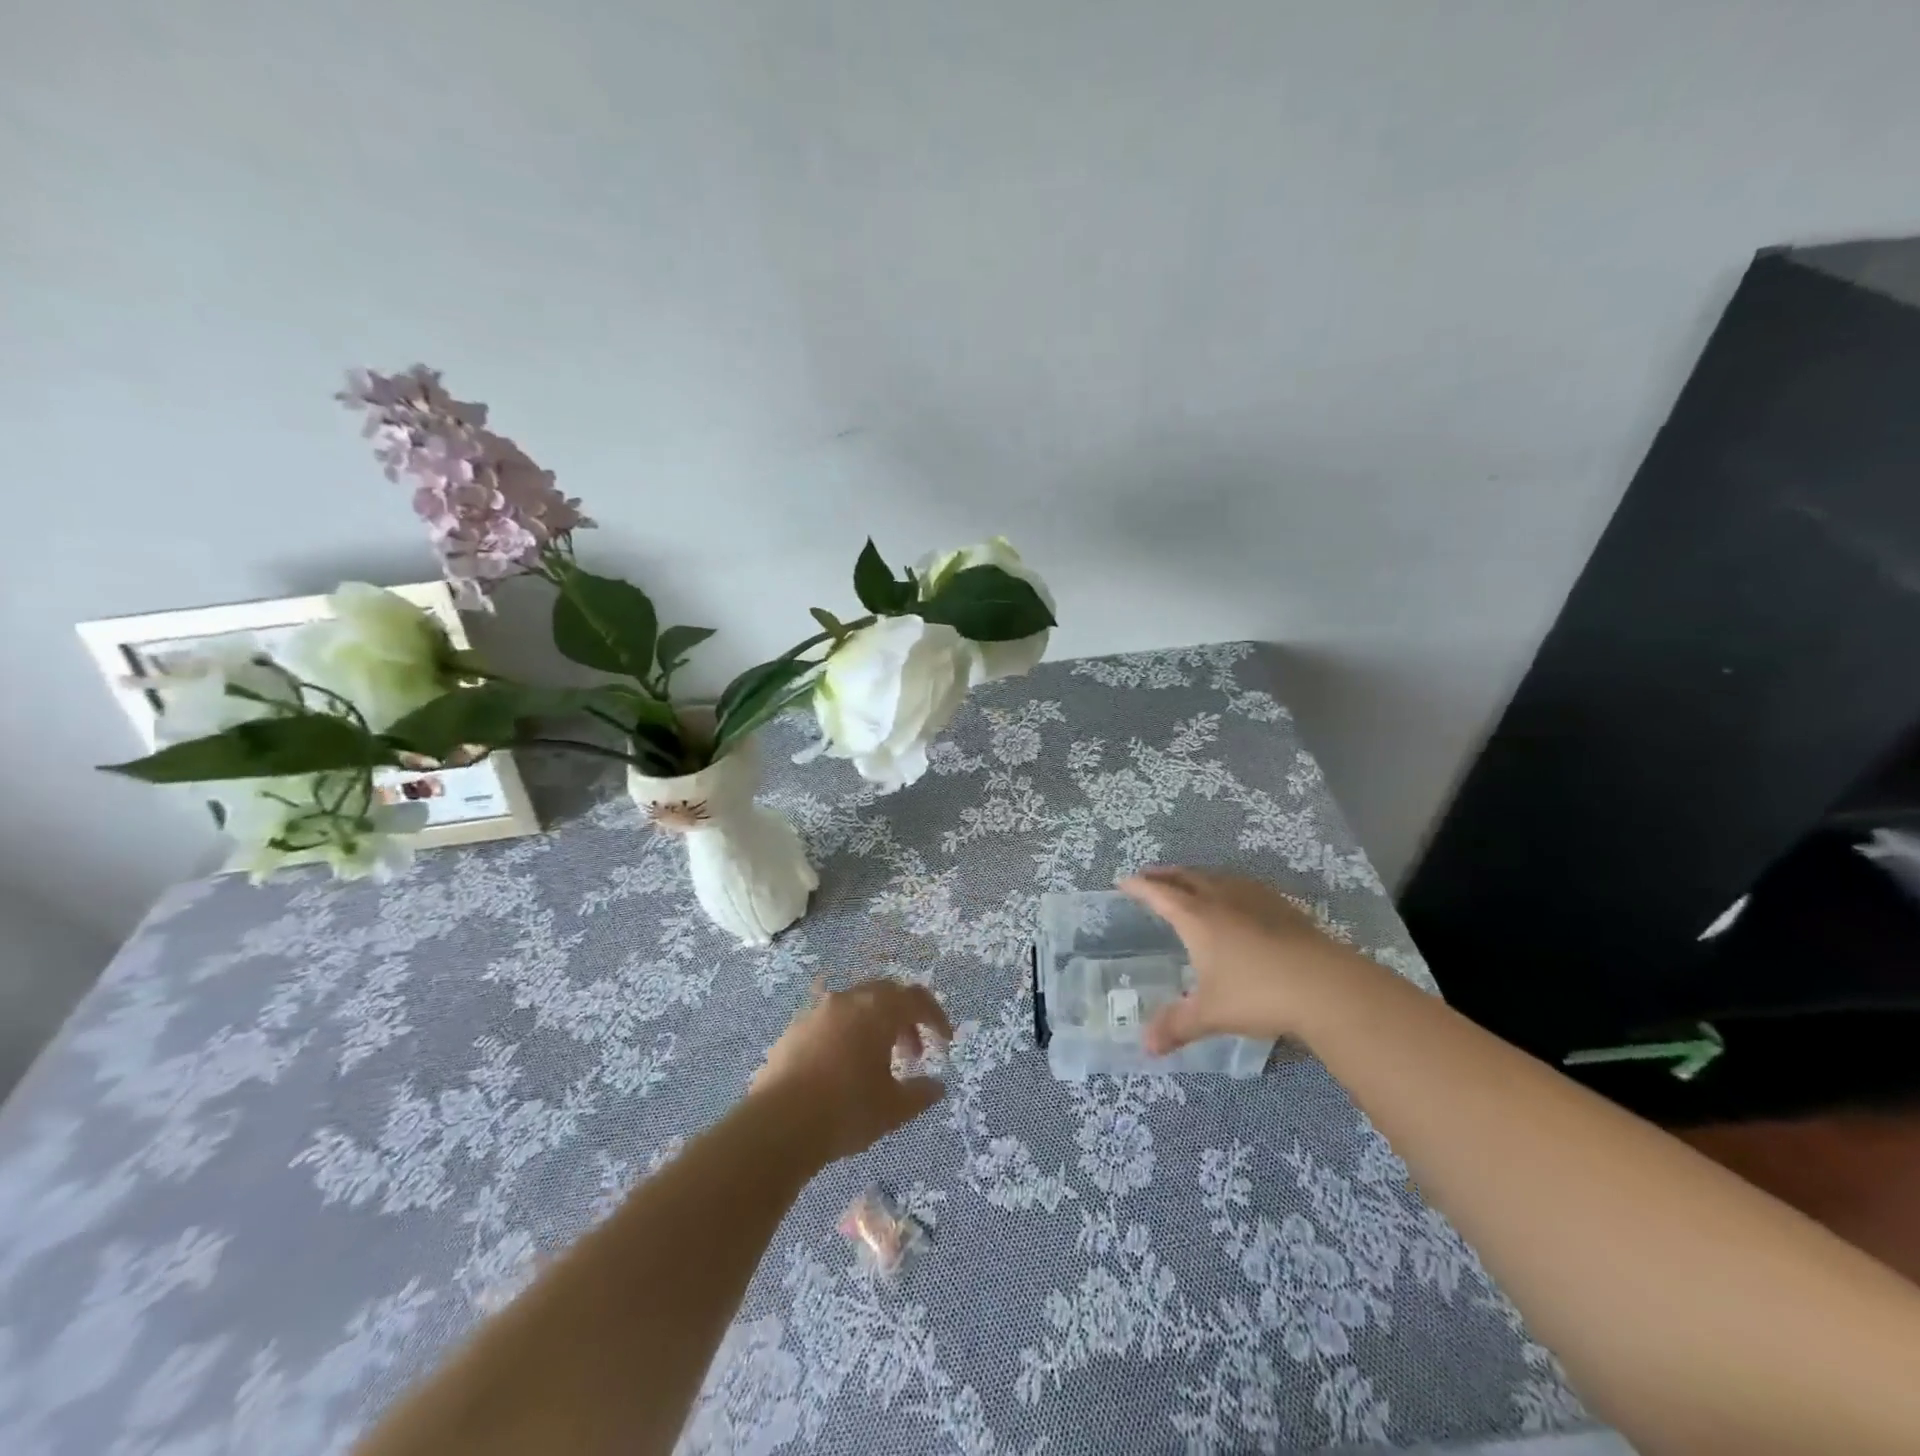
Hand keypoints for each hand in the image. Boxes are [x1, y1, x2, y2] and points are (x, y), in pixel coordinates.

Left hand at [752, 976, 952, 1164]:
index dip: (935, 1017)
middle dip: (904, 1020)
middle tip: (912, 1054)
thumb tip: (937, 1087)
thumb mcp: (893, 1109)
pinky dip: (846, 1035)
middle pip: (885, 995)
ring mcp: (816, 1012)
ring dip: (874, 1027)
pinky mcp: (793, 1030)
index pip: (916, 999)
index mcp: (877, 1009)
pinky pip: (830, 1022)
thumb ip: (920, 1093)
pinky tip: (842, 1070)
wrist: (778, 1125)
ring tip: (877, 1064)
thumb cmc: (846, 1110)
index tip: (944, 1043)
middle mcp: (848, 1000)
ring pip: (855, 1006)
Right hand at [1119, 866, 1374, 1052]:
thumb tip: (1146, 1047)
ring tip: (1188, 885)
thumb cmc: (1257, 994)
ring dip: (1195, 877)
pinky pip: (1242, 886)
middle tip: (1149, 878)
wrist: (1326, 985)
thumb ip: (1177, 1026)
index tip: (1123, 882)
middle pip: (1185, 877)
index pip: (1158, 894)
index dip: (1138, 887)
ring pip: (1215, 877)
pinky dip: (1226, 886)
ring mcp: (1253, 898)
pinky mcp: (1281, 906)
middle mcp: (1221, 898)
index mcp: (1196, 917)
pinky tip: (1236, 900)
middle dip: (1164, 876)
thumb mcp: (1210, 1014)